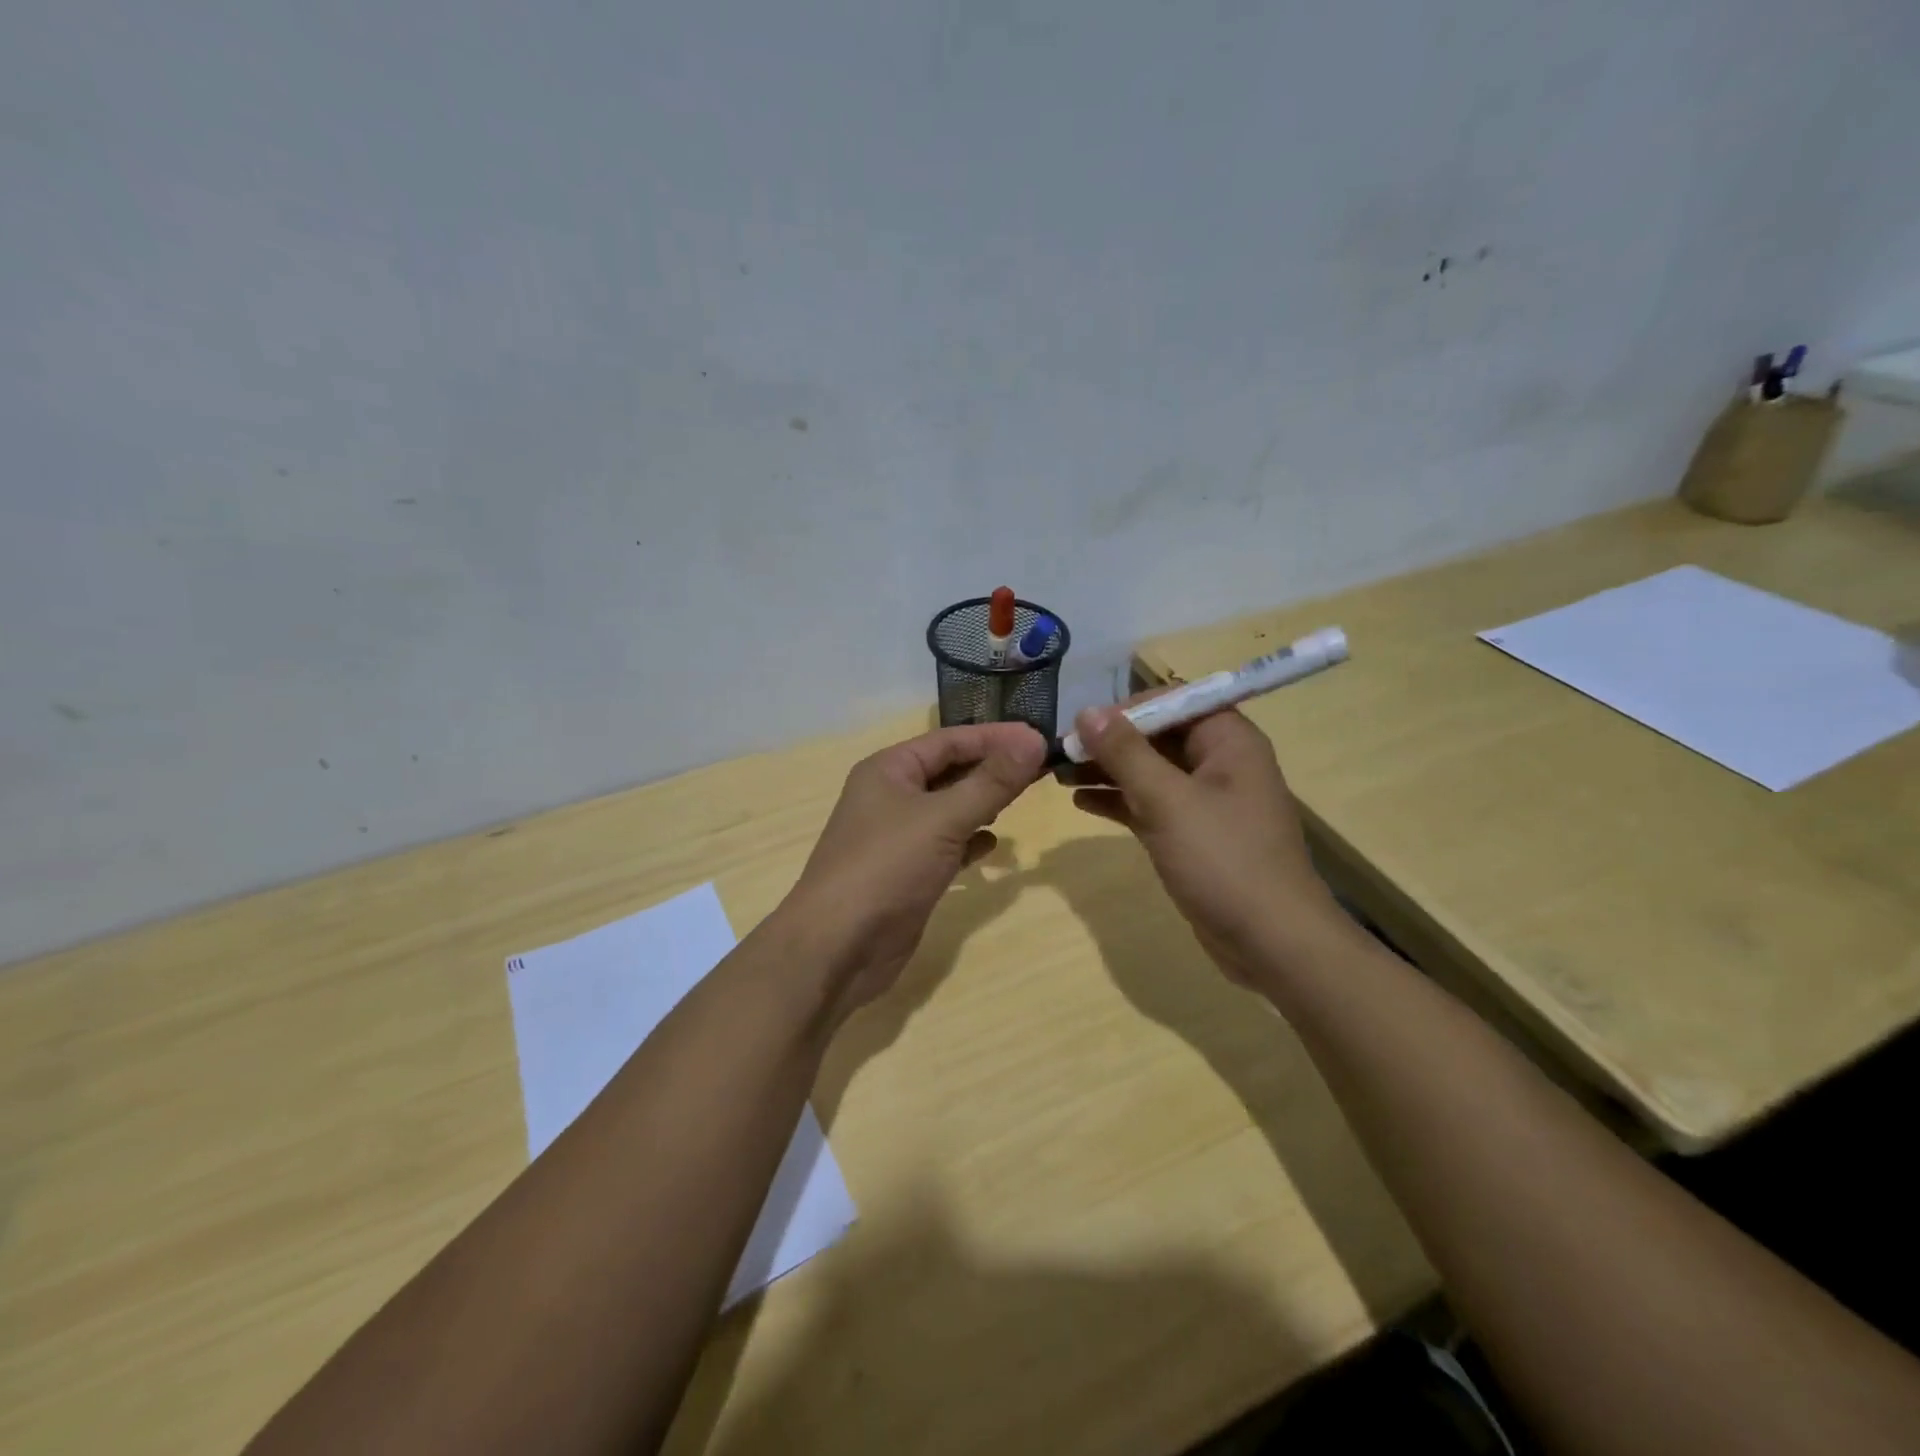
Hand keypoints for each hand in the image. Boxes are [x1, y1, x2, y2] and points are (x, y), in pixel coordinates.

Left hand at [776, 722, 1046, 1022]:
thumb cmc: (886, 868)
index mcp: (889, 770)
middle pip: (950, 771)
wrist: (838, 949)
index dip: (995, 737)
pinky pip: (945, 845)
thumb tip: (1034, 740)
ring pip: (949, 808)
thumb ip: (991, 781)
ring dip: (983, 802)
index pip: (950, 740)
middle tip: (1042, 767)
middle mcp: (891, 796)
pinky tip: (992, 846)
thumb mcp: (943, 818)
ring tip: (1023, 798)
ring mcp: (897, 837)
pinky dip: (969, 841)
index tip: (1041, 738)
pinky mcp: (907, 873)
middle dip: (993, 768)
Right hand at [1070, 702, 1349, 983]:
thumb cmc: (1223, 860)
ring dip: (1108, 770)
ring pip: (1150, 772)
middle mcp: (1219, 764)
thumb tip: (1087, 711)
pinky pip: (1151, 805)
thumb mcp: (1168, 801)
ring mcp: (1206, 802)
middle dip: (1109, 742)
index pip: (1172, 702)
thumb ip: (1125, 753)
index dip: (1126, 708)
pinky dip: (1119, 801)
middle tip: (1059, 751)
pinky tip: (1081, 801)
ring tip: (1058, 773)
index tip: (1081, 723)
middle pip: (1157, 736)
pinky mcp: (1193, 836)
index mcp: (1228, 741)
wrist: (1272, 943)